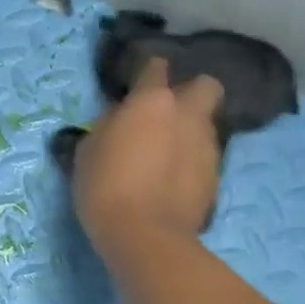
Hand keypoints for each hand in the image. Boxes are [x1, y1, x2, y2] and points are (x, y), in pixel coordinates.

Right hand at [71, 58, 224, 251]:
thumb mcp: (88, 152)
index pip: (156, 66)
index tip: (135, 88)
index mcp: (153, 101)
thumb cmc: (106, 189)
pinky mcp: (216, 178)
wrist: (145, 237)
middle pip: (206, 86)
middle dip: (191, 94)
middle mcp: (188, 115)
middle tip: (168, 117)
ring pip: (206, 125)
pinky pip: (205, 160)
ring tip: (168, 159)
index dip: (147, 74)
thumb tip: (119, 120)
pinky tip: (174, 184)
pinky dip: (193, 166)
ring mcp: (207, 146)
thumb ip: (108, 126)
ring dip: (190, 134)